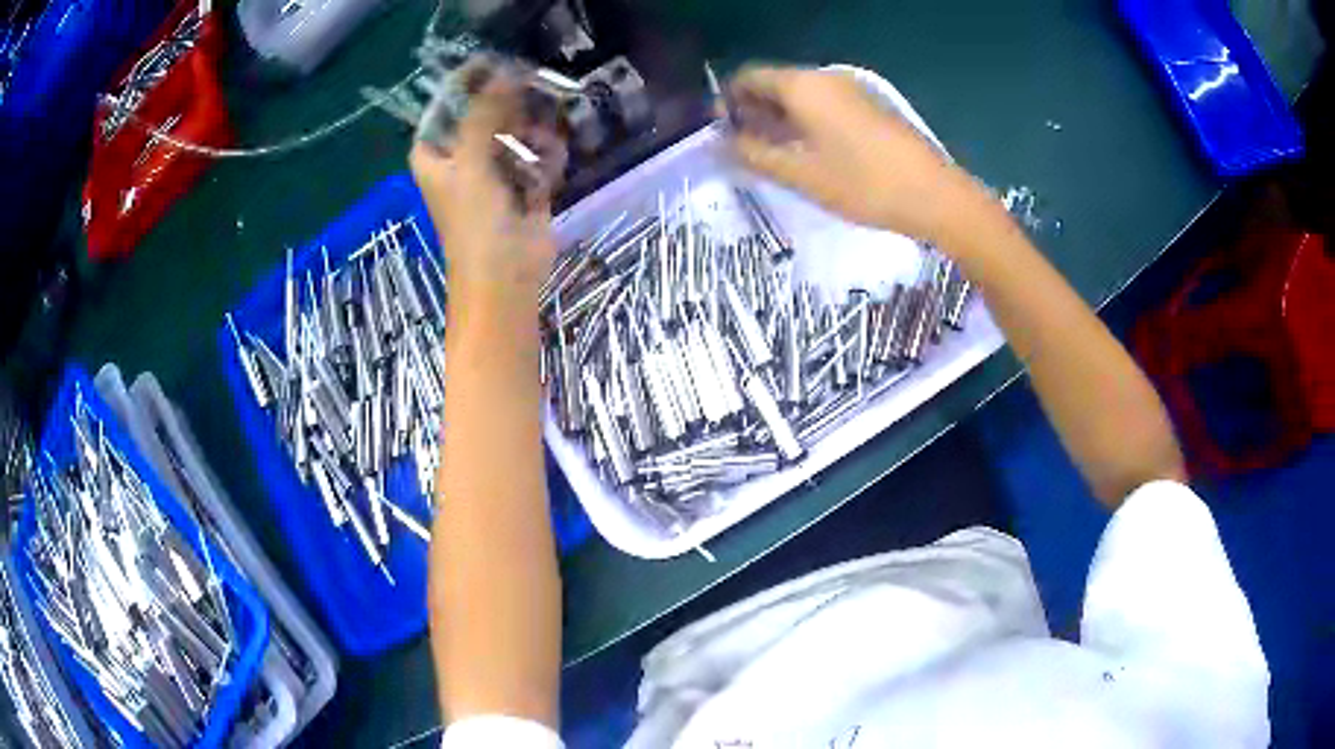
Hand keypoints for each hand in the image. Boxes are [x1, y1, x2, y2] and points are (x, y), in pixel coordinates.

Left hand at [409, 67, 566, 310]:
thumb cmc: (474, 223)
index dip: (472, 83)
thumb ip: (485, 113)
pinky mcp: (524, 185)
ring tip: (540, 152)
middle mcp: (462, 156)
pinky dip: (545, 161)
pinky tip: (544, 180)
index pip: (449, 104)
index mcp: (435, 152)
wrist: (504, 279)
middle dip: (512, 109)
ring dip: (534, 137)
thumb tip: (505, 71)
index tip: (502, 67)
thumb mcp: (471, 162)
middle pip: (488, 113)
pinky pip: (537, 156)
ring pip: (518, 132)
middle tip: (532, 102)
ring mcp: (494, 171)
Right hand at [726, 65, 985, 243]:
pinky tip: (809, 151)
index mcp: (804, 86)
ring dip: (780, 117)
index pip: (750, 76)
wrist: (935, 195)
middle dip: (754, 109)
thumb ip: (754, 155)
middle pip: (776, 83)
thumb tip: (722, 143)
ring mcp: (853, 90)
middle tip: (743, 146)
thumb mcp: (801, 175)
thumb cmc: (864, 184)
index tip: (720, 130)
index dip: (728, 99)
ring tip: (773, 153)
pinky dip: (807, 120)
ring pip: (803, 95)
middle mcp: (826, 78)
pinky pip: (826, 103)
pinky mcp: (871, 106)